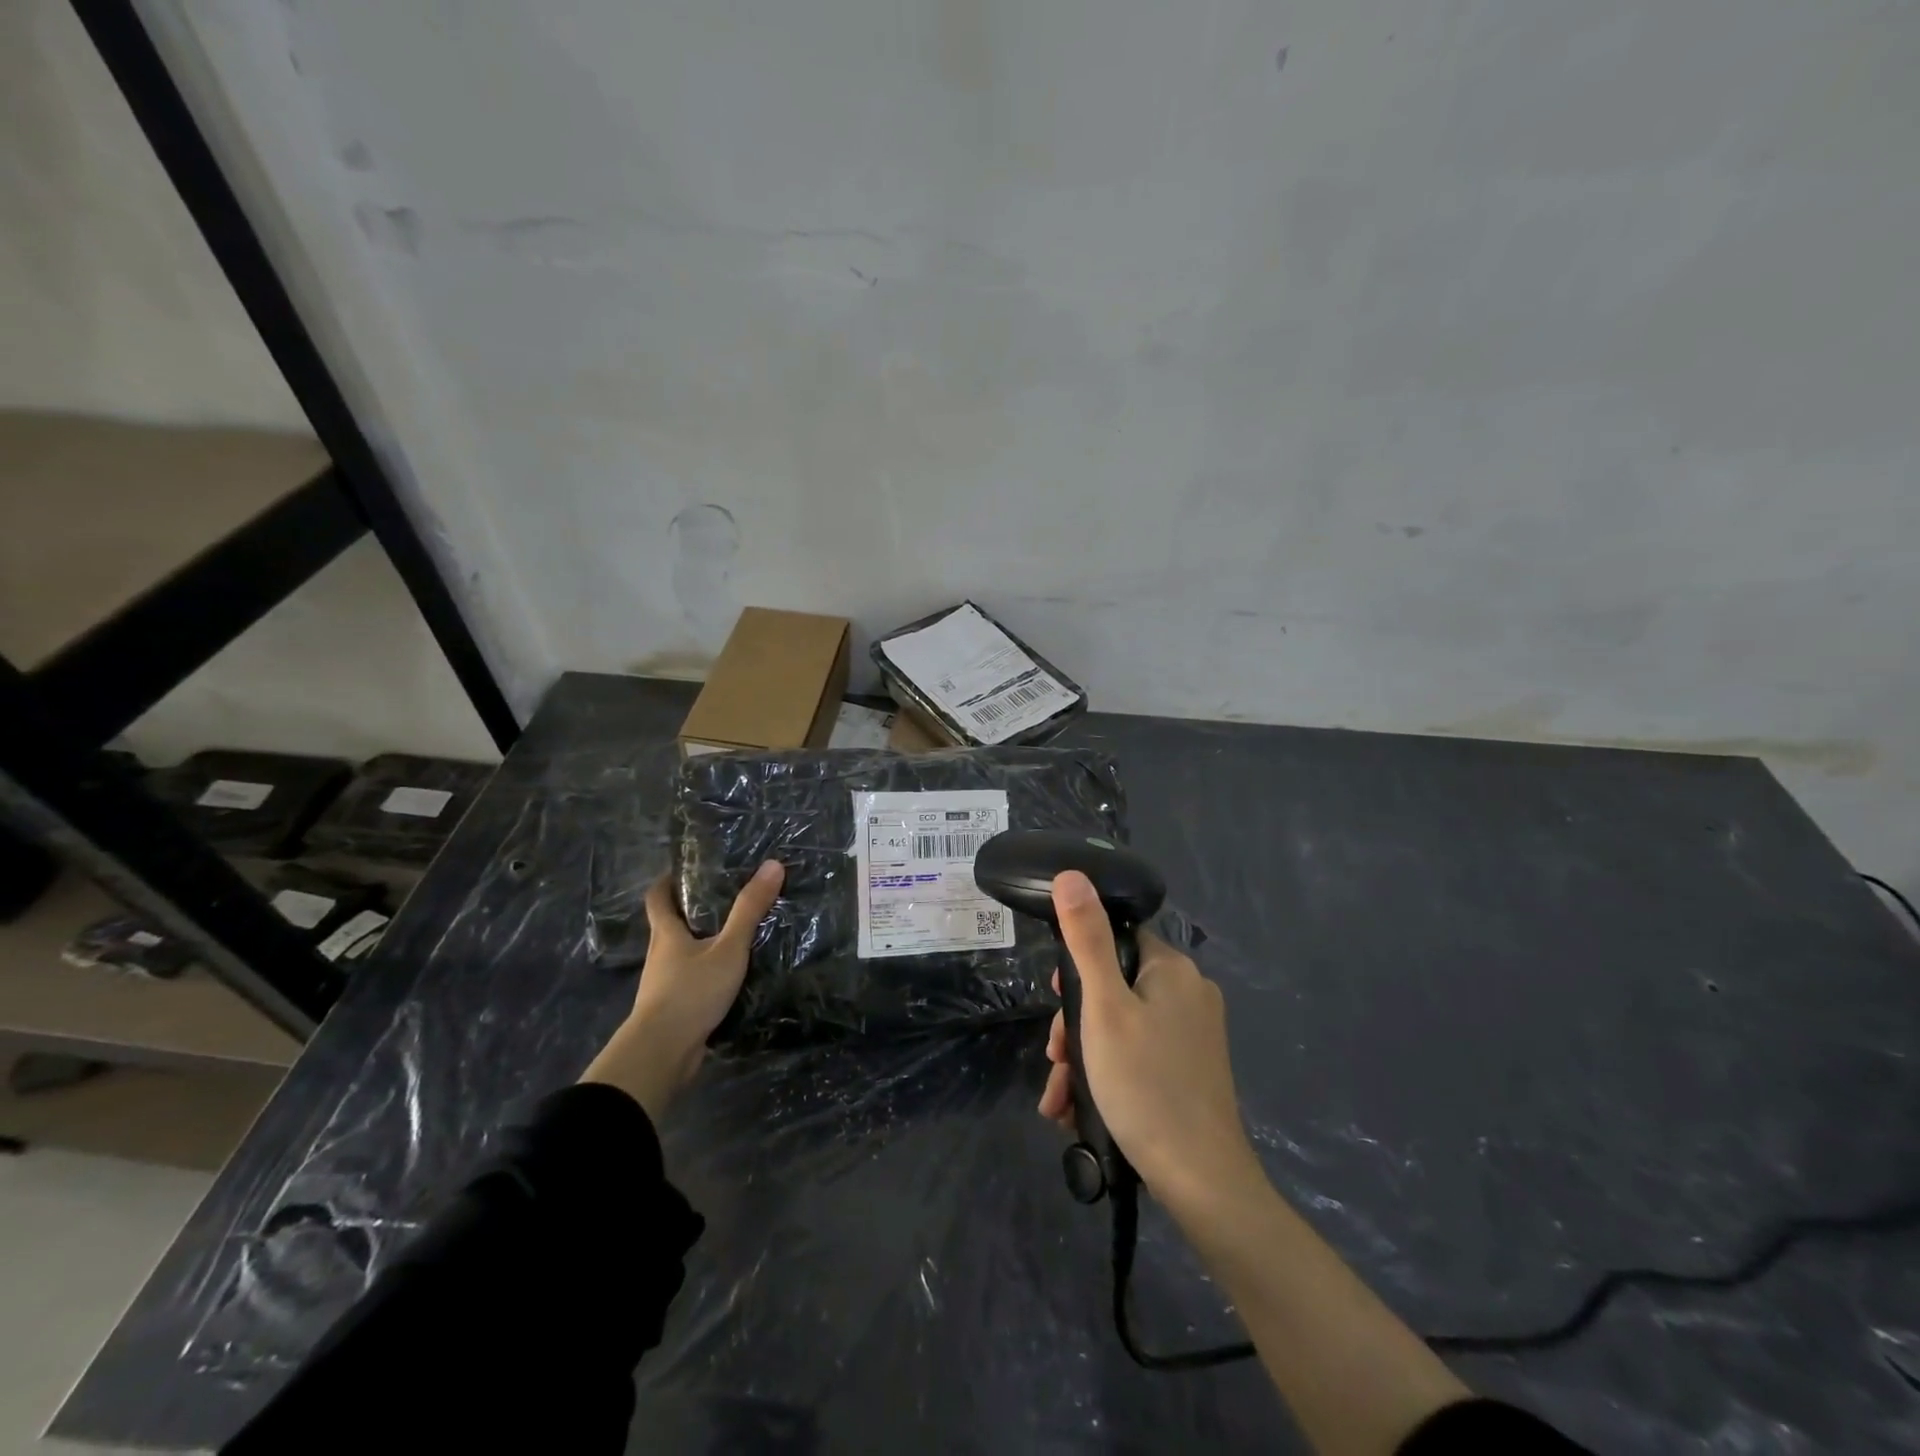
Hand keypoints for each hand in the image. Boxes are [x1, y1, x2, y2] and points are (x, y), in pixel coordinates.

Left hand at [580, 861, 783, 1121]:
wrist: (662, 1053)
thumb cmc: (691, 992)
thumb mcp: (728, 948)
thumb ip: (750, 910)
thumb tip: (773, 864)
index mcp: (666, 934)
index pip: (657, 898)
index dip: (667, 881)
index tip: (684, 869)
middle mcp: (659, 956)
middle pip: (669, 926)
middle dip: (691, 911)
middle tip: (723, 898)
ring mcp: (663, 985)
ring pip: (680, 956)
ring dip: (700, 945)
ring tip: (733, 936)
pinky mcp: (672, 1010)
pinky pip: (689, 982)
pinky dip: (705, 974)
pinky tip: (729, 977)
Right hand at [1037, 870, 1260, 1213]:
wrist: (1201, 1181)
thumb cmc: (1146, 1084)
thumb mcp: (1103, 1007)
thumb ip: (1086, 939)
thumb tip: (1071, 874)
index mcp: (1173, 969)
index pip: (1117, 938)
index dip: (1079, 963)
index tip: (1057, 997)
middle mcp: (1189, 993)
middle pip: (1115, 986)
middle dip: (1076, 1022)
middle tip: (1056, 1058)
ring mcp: (1194, 1034)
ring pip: (1122, 1025)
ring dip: (1084, 1055)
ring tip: (1059, 1096)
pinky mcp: (1191, 1069)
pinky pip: (1139, 1054)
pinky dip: (1107, 1073)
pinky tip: (1078, 1109)